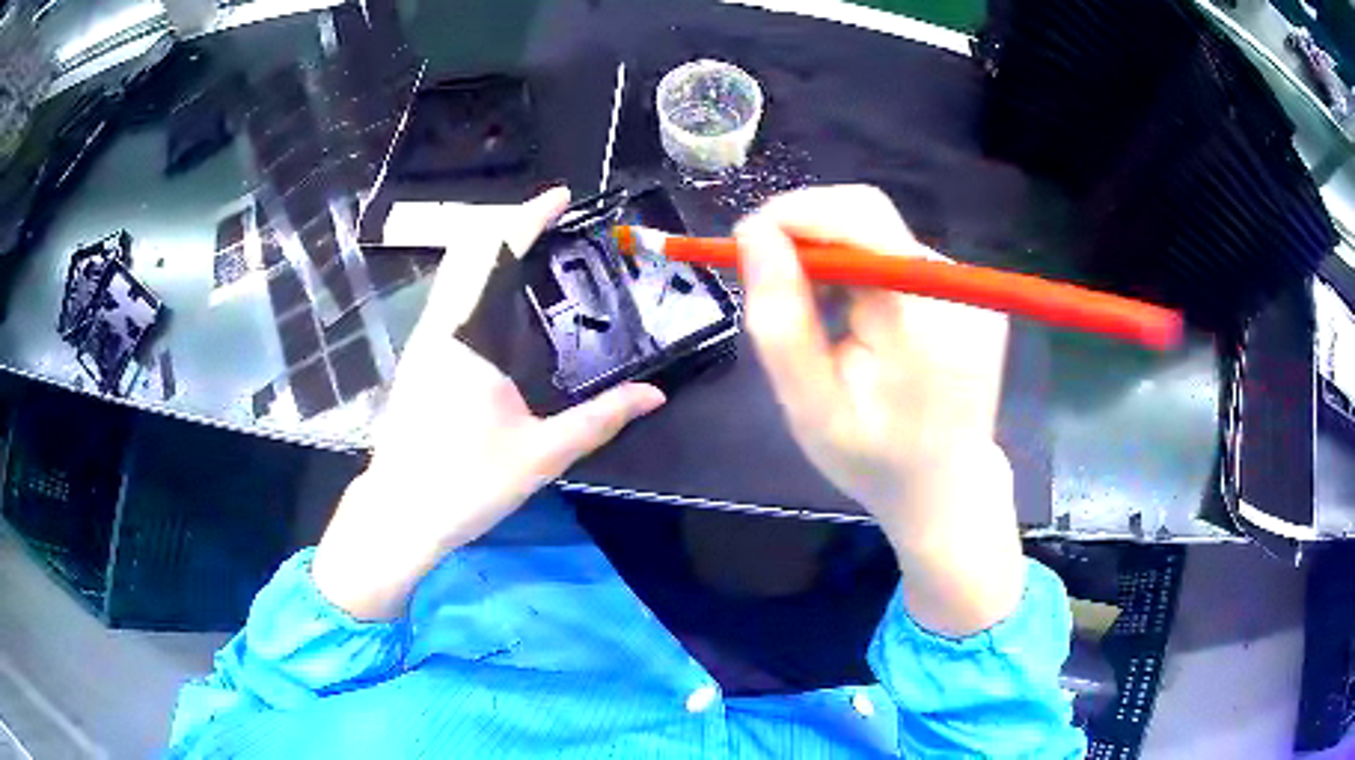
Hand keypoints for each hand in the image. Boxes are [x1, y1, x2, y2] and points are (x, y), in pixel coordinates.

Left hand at [313, 188, 665, 620]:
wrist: (400, 513)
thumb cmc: (467, 484)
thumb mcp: (541, 454)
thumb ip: (600, 419)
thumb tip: (654, 395)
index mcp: (467, 339)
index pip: (497, 256)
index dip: (529, 218)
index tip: (560, 197)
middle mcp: (438, 329)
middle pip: (467, 252)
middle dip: (508, 227)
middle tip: (553, 223)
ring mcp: (421, 343)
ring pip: (452, 275)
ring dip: (489, 253)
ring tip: (533, 253)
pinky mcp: (415, 362)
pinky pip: (446, 301)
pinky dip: (474, 281)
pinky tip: (499, 304)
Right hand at [735, 185, 1023, 635]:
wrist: (947, 490)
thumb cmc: (873, 460)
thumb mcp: (810, 406)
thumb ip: (781, 320)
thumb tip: (754, 234)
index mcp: (921, 317)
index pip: (859, 217)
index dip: (796, 214)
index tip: (746, 244)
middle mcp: (956, 288)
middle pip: (871, 219)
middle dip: (808, 234)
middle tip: (769, 277)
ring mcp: (971, 291)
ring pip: (884, 237)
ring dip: (836, 257)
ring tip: (816, 311)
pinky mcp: (973, 297)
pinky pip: (903, 260)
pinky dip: (865, 273)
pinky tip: (855, 317)